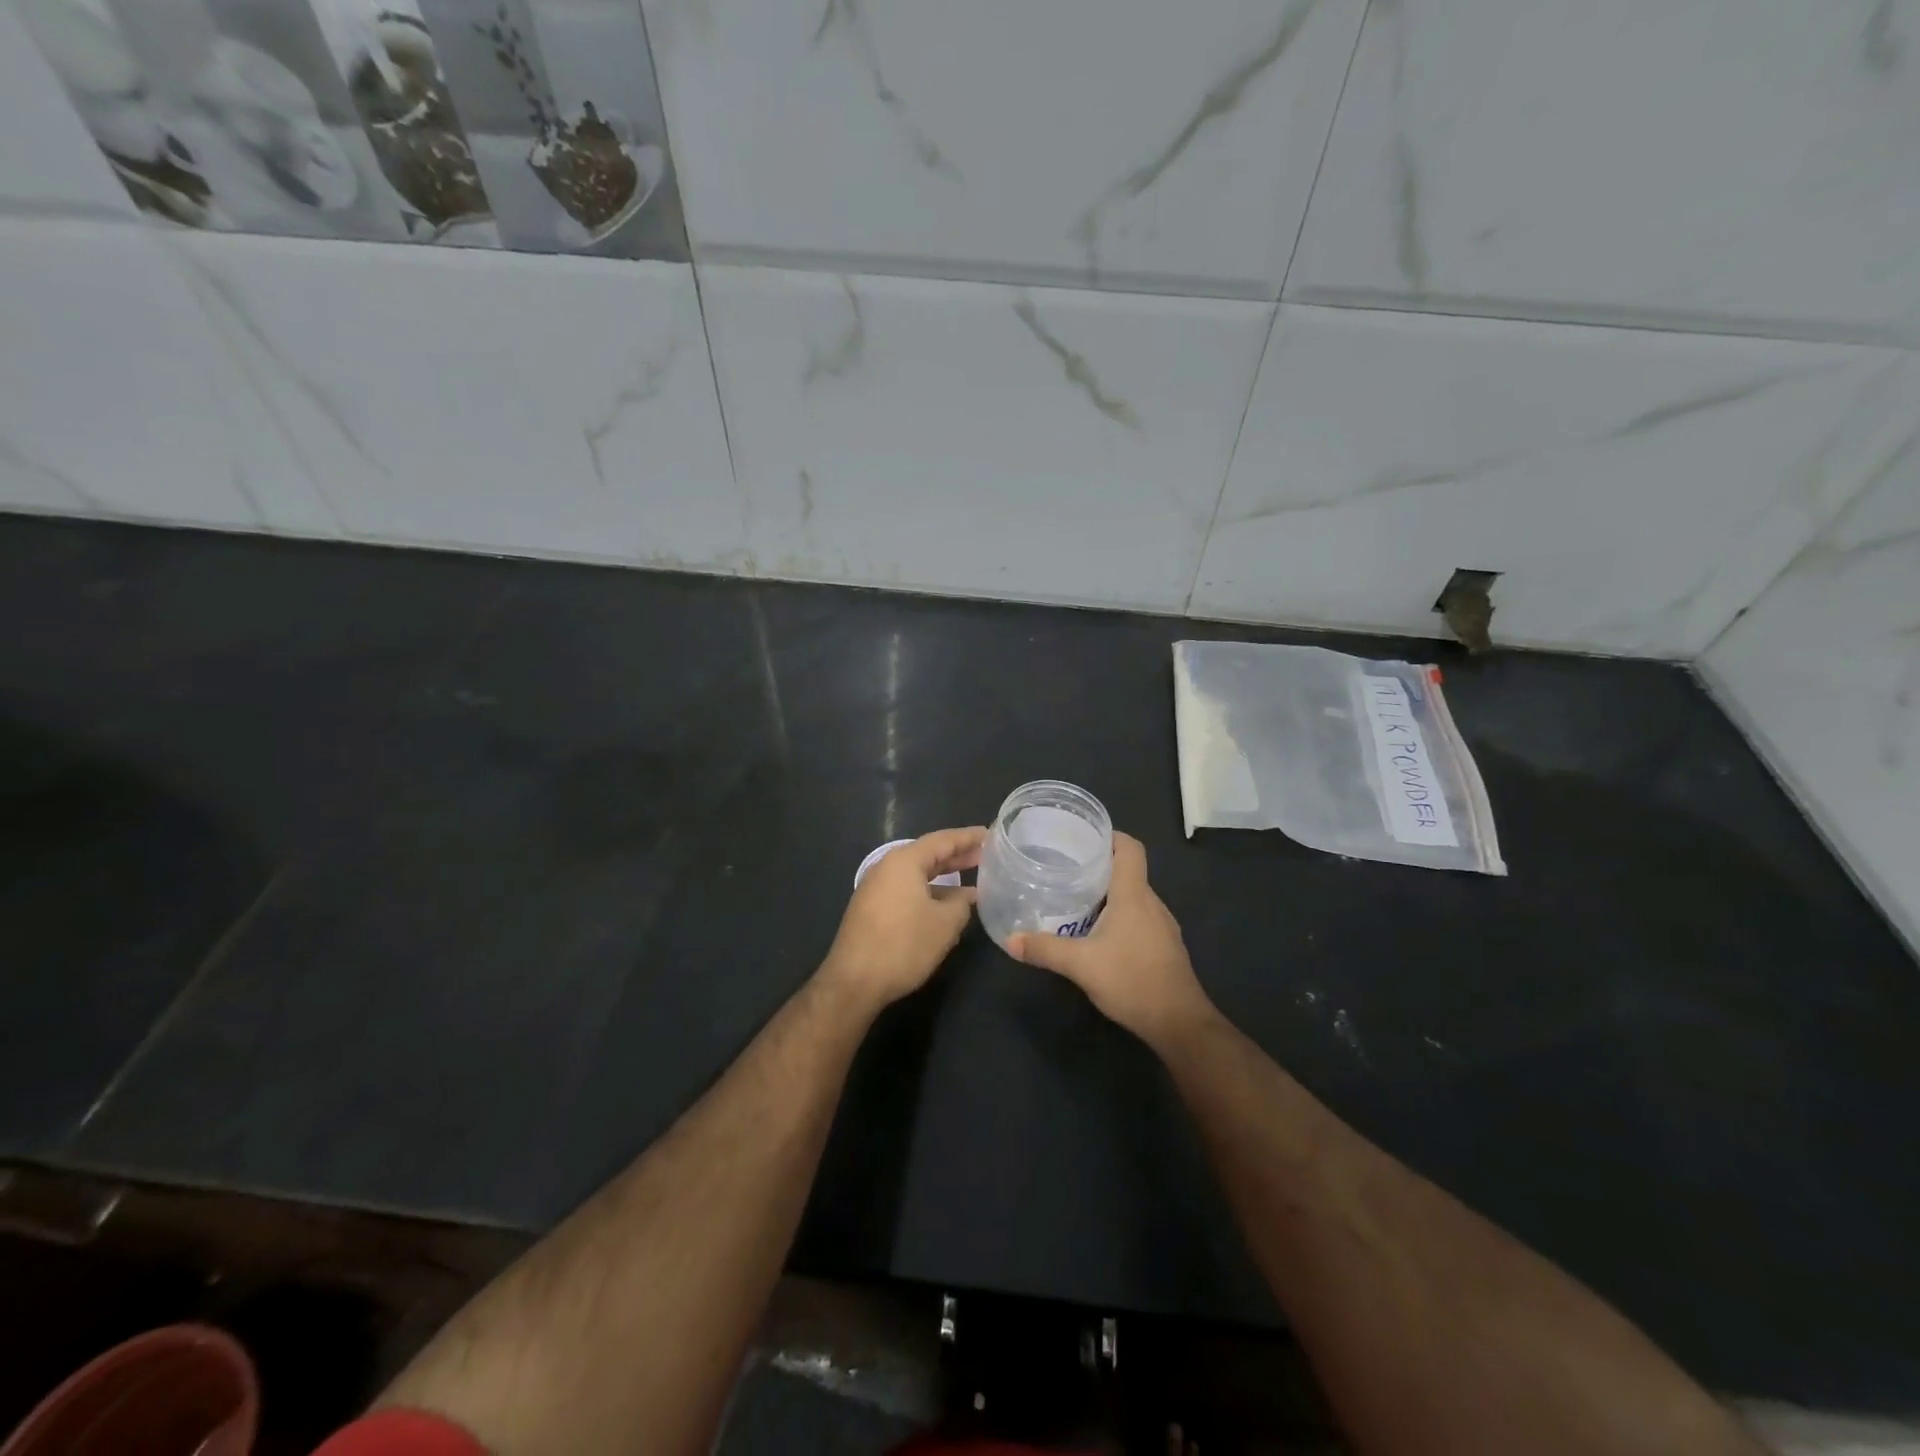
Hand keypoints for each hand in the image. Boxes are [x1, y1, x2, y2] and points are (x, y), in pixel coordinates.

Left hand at [820, 827, 984, 1011]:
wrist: (854, 982)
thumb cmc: (903, 945)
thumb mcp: (945, 924)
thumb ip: (962, 903)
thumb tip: (967, 895)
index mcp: (904, 861)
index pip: (943, 840)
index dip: (968, 837)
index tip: (991, 835)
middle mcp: (887, 867)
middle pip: (928, 854)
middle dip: (958, 855)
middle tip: (986, 855)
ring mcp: (876, 888)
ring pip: (917, 874)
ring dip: (944, 876)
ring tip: (972, 880)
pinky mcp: (872, 908)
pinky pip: (906, 889)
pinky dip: (928, 891)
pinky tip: (945, 905)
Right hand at [1008, 833, 1215, 1046]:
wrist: (1179, 1023)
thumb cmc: (1132, 981)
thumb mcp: (1081, 964)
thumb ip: (1044, 949)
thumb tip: (1010, 940)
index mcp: (1134, 895)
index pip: (1130, 848)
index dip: (1110, 836)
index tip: (1082, 837)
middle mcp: (1151, 903)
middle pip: (1127, 871)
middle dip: (1098, 866)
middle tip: (1064, 868)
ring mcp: (1161, 926)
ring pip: (1132, 896)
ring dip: (1107, 894)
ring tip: (1074, 898)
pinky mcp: (1163, 946)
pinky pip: (1138, 917)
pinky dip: (1117, 916)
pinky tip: (1096, 933)